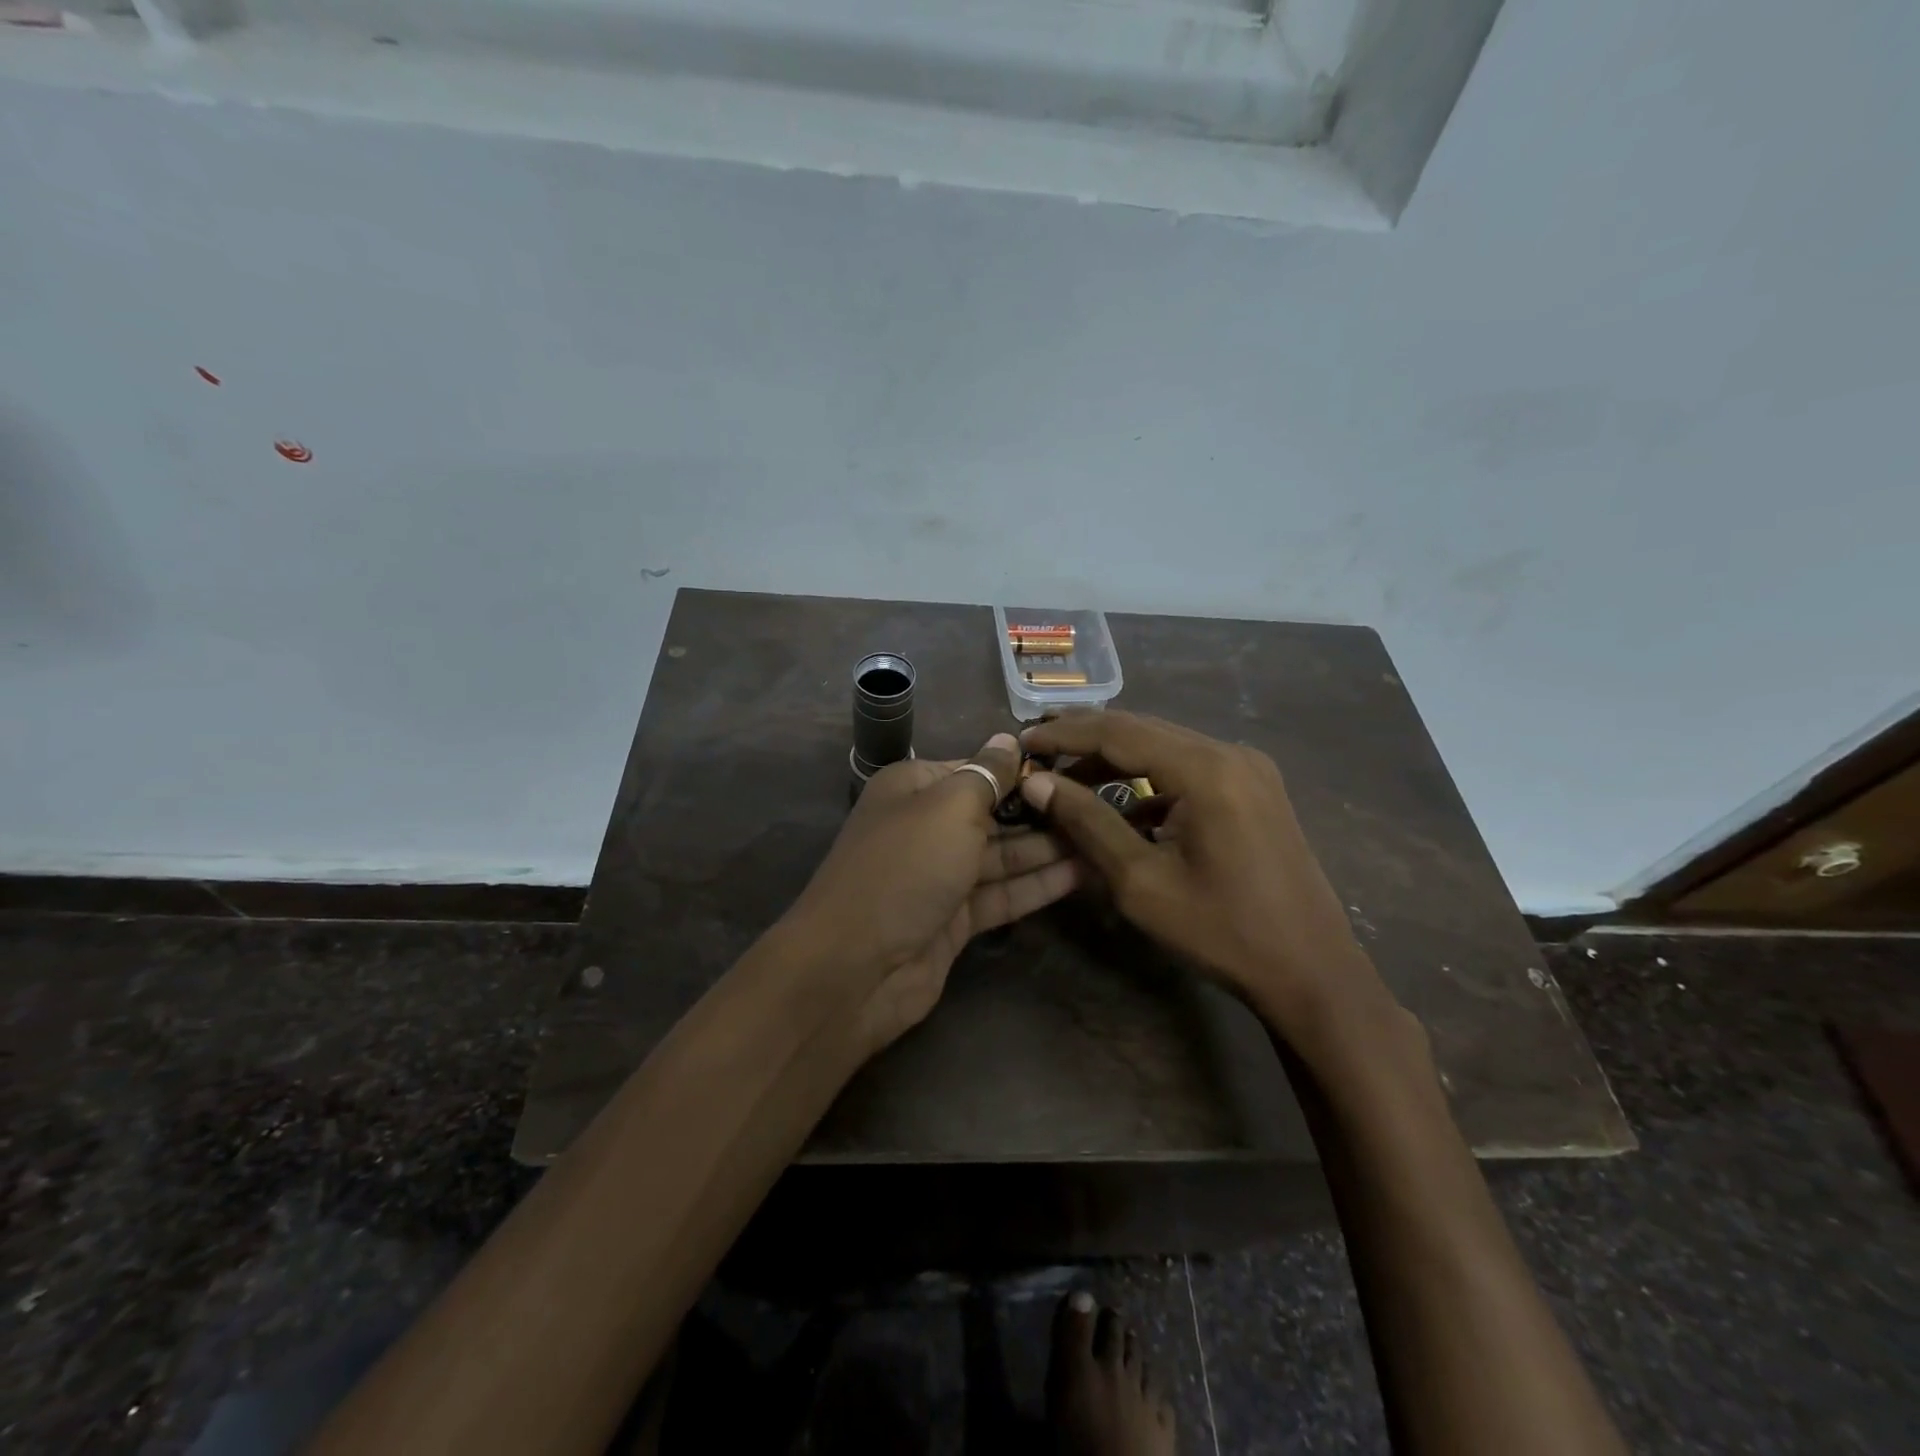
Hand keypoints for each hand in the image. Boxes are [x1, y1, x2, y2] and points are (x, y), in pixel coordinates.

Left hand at [786, 733, 1079, 1051]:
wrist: (856, 967)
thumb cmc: (905, 867)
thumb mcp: (949, 808)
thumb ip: (986, 775)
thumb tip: (1009, 739)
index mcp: (915, 787)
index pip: (977, 768)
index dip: (1023, 770)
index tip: (1076, 768)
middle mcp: (927, 826)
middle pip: (993, 812)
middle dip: (1042, 811)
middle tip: (1104, 805)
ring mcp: (941, 875)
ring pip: (1003, 855)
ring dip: (1048, 848)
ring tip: (1104, 838)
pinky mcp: (955, 918)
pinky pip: (1002, 893)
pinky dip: (1037, 885)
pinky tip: (1082, 874)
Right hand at [1019, 712, 1388, 1034]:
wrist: (1312, 972)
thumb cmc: (1222, 931)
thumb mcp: (1141, 882)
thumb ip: (1087, 823)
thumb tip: (1037, 783)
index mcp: (1206, 769)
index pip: (1119, 732)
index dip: (1066, 733)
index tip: (1023, 739)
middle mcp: (1231, 753)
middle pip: (1143, 729)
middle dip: (1087, 738)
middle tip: (1039, 750)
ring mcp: (1249, 769)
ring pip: (1166, 746)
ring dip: (1117, 758)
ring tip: (1069, 777)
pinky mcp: (1256, 788)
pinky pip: (1190, 768)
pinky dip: (1151, 779)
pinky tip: (1124, 806)